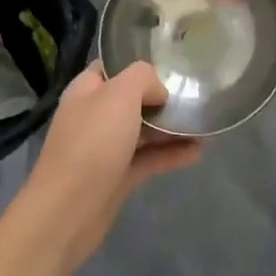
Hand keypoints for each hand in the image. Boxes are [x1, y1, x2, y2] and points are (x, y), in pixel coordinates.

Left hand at [6, 63, 202, 275]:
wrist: (68, 211)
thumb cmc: (92, 144)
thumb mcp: (120, 95)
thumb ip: (143, 78)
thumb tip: (159, 92)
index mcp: (87, 91)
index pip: (113, 67)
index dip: (140, 64)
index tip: (173, 64)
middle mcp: (95, 116)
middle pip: (133, 100)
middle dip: (163, 98)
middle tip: (196, 95)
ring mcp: (106, 149)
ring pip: (144, 131)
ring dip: (173, 127)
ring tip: (206, 124)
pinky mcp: (118, 177)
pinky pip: (150, 158)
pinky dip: (172, 154)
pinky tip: (199, 151)